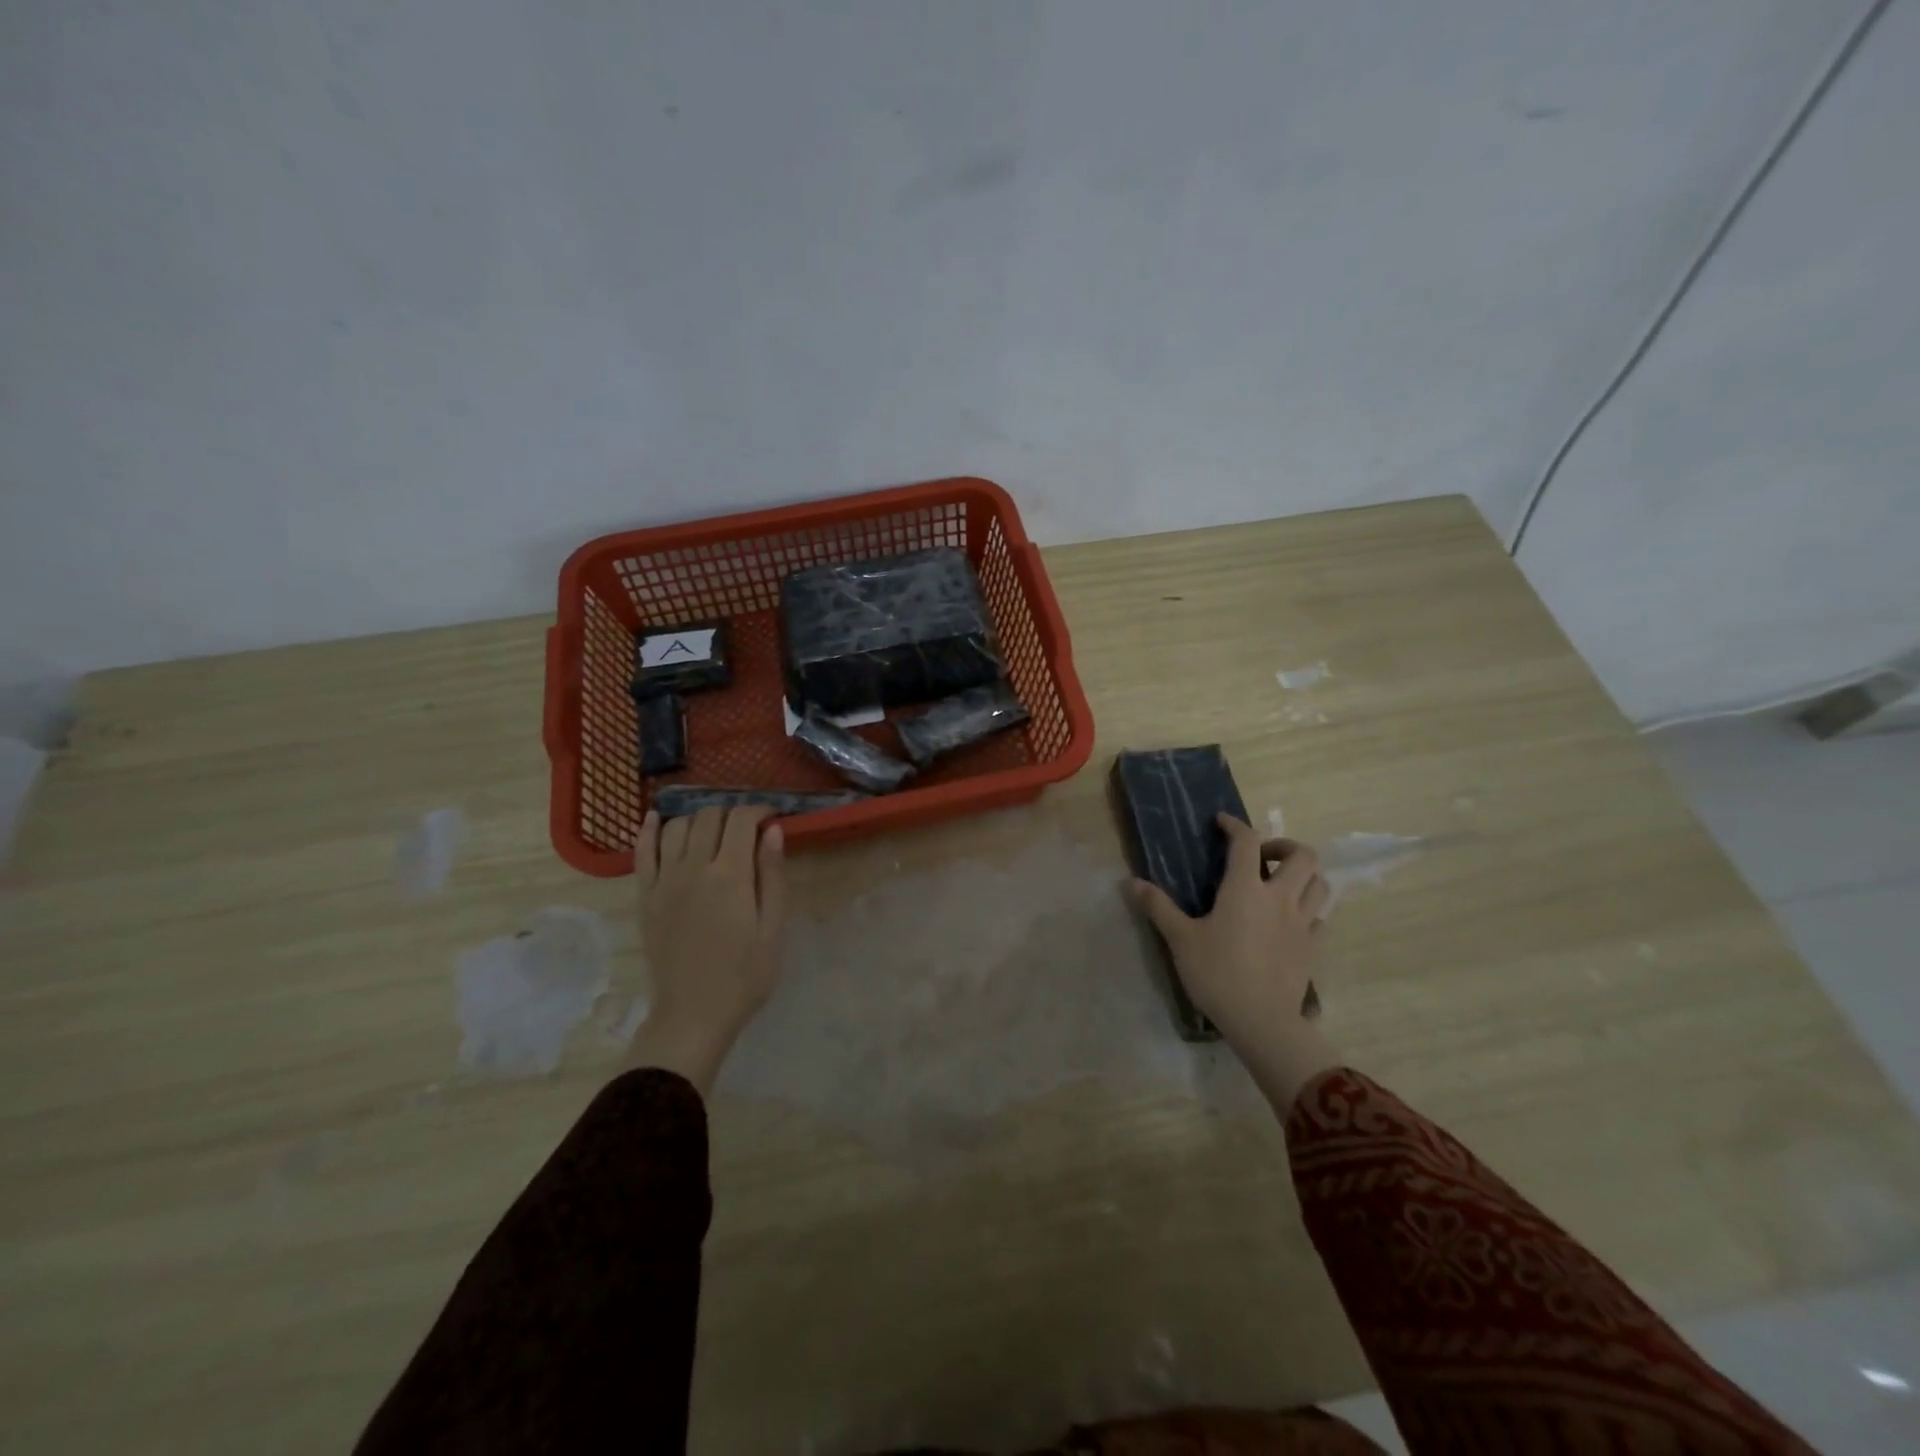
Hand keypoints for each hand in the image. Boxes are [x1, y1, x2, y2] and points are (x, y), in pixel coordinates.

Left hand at [628, 806, 785, 1093]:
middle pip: (709, 816)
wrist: (692, 1017)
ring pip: (677, 826)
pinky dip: (649, 829)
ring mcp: (664, 881)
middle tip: (747, 830)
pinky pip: (642, 851)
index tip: (772, 818)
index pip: (741, 820)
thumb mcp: (773, 930)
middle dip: (732, 813)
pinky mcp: (645, 897)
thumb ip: (772, 876)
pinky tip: (657, 818)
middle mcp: (694, 868)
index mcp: (731, 875)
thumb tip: (772, 831)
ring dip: (699, 819)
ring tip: (714, 831)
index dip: (759, 811)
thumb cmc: (744, 977)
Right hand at [1133, 815, 1339, 1110]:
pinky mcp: (1313, 947)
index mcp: (1245, 889)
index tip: (1221, 823)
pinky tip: (1290, 919)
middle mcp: (1279, 898)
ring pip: (1320, 884)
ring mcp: (1302, 923)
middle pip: (1302, 856)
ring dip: (1304, 875)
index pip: (1247, 841)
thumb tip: (1131, 882)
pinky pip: (1320, 917)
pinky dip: (1308, 909)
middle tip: (1261, 856)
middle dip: (1284, 846)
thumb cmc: (1217, 973)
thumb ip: (1158, 907)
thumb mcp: (1180, 939)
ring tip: (1282, 883)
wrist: (1261, 1021)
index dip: (1235, 825)